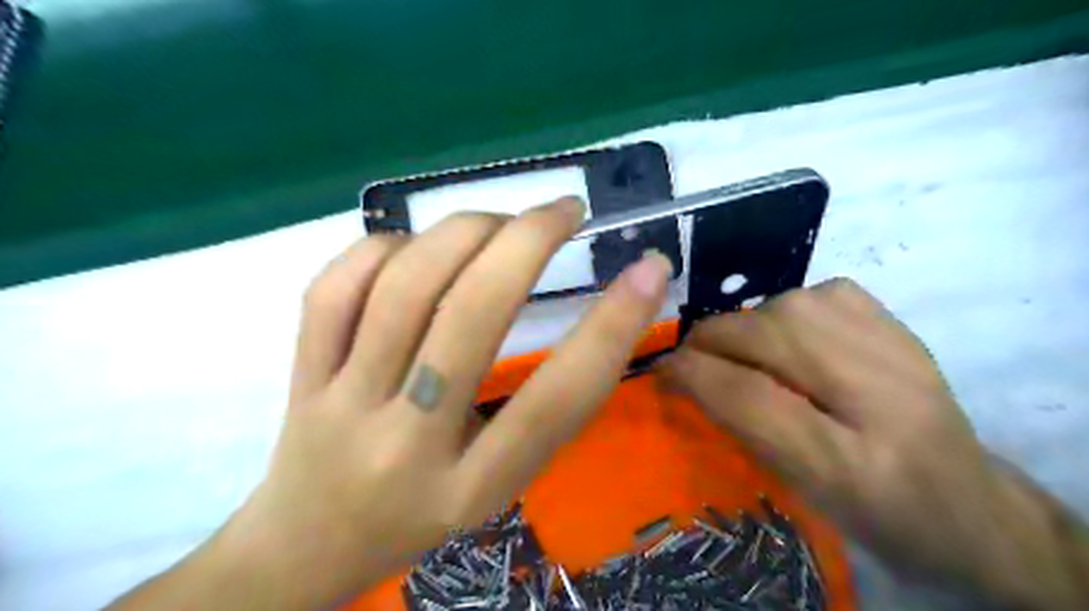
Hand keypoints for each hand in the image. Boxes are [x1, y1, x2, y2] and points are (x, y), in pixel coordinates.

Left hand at [208, 198, 674, 608]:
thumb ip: (542, 414)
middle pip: (471, 318)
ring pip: (403, 288)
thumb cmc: (425, 515)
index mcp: (474, 487)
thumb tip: (598, 316)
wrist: (311, 547)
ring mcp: (342, 405)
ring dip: (463, 232)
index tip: (649, 268)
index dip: (611, 327)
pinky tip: (415, 247)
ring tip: (499, 223)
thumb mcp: (500, 486)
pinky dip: (385, 247)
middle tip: (566, 209)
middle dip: (527, 242)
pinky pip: (335, 289)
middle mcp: (407, 445)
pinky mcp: (300, 376)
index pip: (555, 400)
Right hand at [660, 280, 1088, 606]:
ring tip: (739, 356)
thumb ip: (741, 426)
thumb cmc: (872, 512)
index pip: (748, 396)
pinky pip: (808, 295)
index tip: (658, 372)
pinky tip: (787, 339)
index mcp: (856, 461)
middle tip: (692, 366)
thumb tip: (684, 376)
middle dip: (709, 346)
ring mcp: (893, 343)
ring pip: (779, 308)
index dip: (691, 375)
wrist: (969, 504)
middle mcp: (882, 390)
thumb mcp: (799, 488)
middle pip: (762, 336)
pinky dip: (779, 312)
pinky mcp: (892, 319)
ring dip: (742, 330)